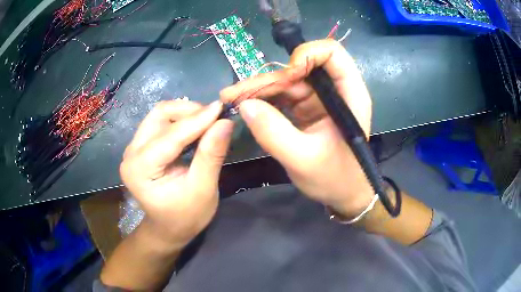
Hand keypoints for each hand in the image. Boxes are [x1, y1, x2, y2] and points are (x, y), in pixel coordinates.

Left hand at [120, 100, 233, 245]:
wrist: (168, 229)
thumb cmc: (185, 217)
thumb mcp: (203, 190)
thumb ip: (211, 156)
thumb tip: (225, 122)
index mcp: (139, 169)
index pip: (170, 135)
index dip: (198, 120)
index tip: (223, 108)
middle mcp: (131, 153)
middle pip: (160, 115)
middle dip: (189, 112)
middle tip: (215, 118)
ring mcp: (134, 148)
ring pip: (160, 115)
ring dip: (186, 114)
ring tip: (208, 123)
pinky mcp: (141, 147)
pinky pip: (161, 123)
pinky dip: (181, 121)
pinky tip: (196, 129)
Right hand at [220, 39, 373, 217]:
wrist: (342, 194)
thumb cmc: (334, 179)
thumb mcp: (303, 160)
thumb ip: (274, 133)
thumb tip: (245, 105)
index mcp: (349, 95)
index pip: (332, 54)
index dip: (306, 55)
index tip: (285, 77)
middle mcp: (334, 91)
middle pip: (299, 69)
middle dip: (266, 80)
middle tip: (232, 95)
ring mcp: (319, 99)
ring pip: (286, 82)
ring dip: (258, 90)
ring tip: (231, 100)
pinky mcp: (307, 109)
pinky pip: (282, 97)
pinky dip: (263, 100)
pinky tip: (244, 106)